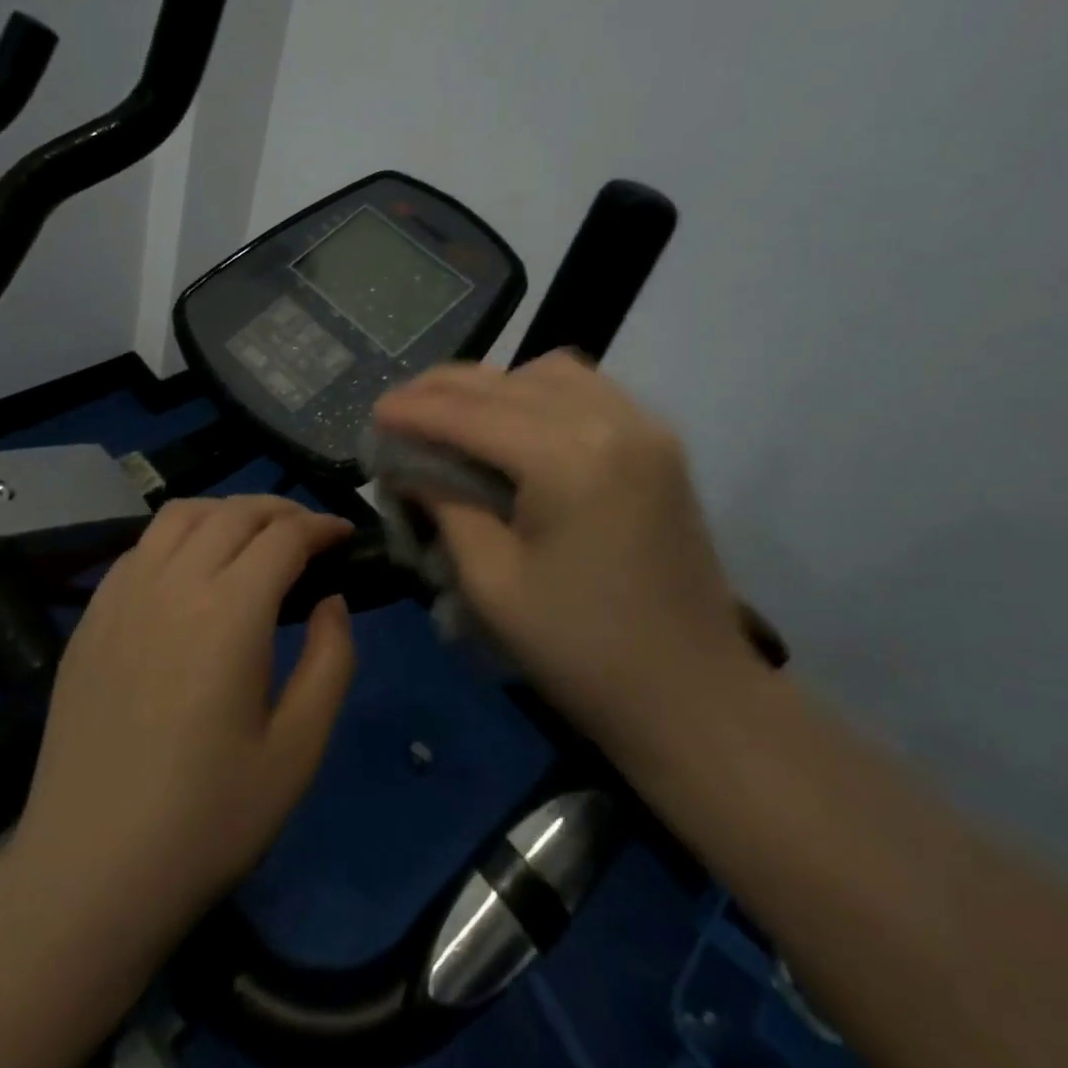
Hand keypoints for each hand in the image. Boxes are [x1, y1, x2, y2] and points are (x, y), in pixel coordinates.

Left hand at [8, 495, 355, 944]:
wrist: (88, 875)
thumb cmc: (207, 821)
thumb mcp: (298, 751)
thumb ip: (331, 661)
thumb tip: (332, 600)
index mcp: (229, 612)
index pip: (284, 536)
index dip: (322, 525)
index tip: (345, 534)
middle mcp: (173, 583)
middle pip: (235, 512)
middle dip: (282, 510)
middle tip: (309, 533)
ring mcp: (122, 595)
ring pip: (182, 514)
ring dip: (227, 511)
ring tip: (253, 537)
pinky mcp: (91, 616)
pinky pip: (141, 546)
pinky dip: (180, 535)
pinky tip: (191, 568)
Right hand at [372, 350, 754, 756]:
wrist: (693, 695)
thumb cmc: (582, 651)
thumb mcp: (491, 582)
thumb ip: (445, 505)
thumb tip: (409, 466)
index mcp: (568, 457)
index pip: (471, 414)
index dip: (414, 411)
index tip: (373, 412)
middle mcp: (611, 419)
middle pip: (507, 382)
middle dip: (444, 389)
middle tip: (398, 407)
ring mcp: (643, 425)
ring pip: (549, 372)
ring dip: (493, 385)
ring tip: (452, 413)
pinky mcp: (658, 442)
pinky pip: (586, 390)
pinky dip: (537, 392)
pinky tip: (512, 421)